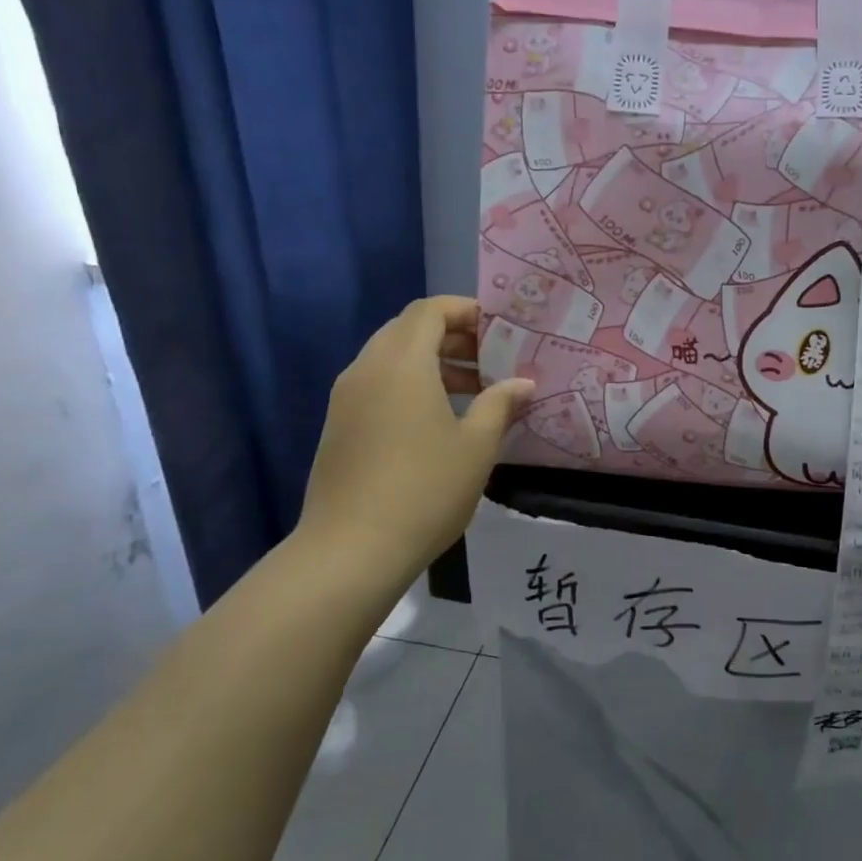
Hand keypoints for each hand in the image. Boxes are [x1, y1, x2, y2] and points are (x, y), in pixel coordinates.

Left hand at [295, 297, 531, 590]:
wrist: (352, 550)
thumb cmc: (425, 489)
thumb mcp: (477, 446)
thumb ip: (500, 404)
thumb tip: (523, 383)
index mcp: (402, 364)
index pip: (429, 311)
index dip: (465, 310)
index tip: (499, 329)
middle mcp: (367, 369)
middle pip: (408, 330)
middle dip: (452, 337)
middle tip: (491, 359)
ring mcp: (346, 398)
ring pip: (391, 359)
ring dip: (432, 363)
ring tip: (474, 391)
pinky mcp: (339, 426)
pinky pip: (378, 385)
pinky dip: (410, 385)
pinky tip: (439, 420)